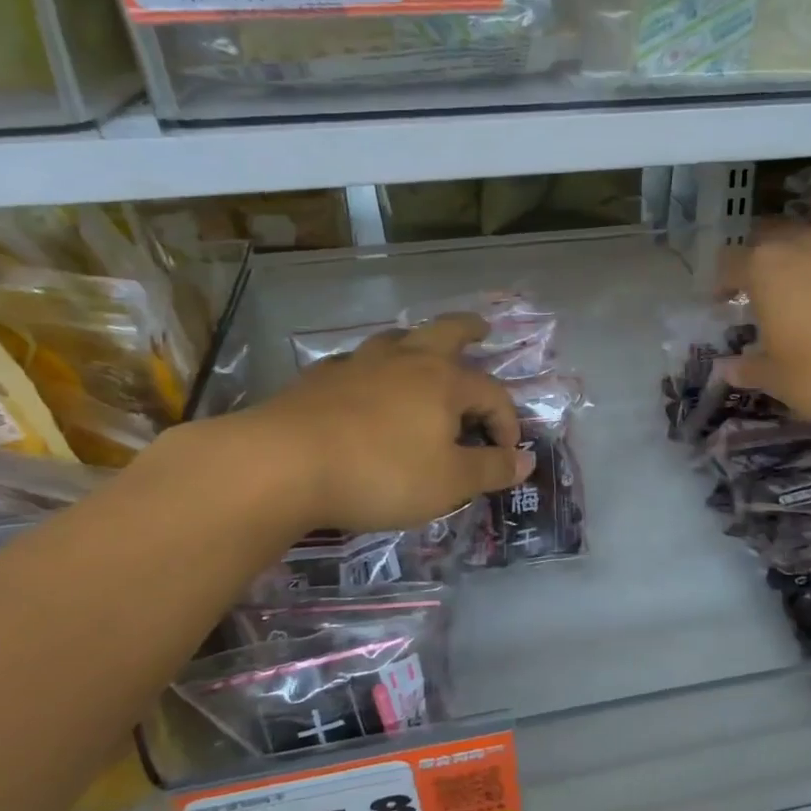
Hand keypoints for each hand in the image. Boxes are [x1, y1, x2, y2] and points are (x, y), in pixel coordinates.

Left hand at [223, 313, 531, 533]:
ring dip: (415, 341)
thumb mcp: (448, 483)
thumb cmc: (381, 473)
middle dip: (468, 329)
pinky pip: (354, 363)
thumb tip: (526, 460)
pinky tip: (361, 382)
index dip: (507, 422)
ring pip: (395, 340)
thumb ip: (491, 470)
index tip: (507, 454)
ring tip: (420, 349)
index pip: (492, 394)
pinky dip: (369, 368)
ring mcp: (358, 365)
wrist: (283, 464)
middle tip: (481, 327)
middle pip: (444, 332)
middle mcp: (405, 362)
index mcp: (444, 382)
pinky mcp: (319, 380)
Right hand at [726, 221, 810, 439]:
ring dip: (807, 254)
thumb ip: (749, 368)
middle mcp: (805, 241)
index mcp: (766, 267)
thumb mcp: (778, 380)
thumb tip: (727, 368)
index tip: (724, 301)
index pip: (730, 262)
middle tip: (766, 290)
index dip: (723, 282)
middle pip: (772, 237)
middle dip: (763, 259)